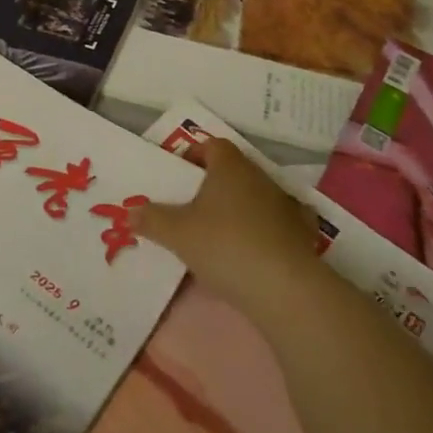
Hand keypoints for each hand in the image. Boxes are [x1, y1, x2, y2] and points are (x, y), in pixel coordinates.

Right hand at [133, 139, 324, 323]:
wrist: (284, 288)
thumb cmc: (225, 245)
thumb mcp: (177, 233)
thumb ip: (152, 219)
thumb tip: (130, 211)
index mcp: (230, 166)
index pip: (212, 145)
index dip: (194, 155)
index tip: (179, 176)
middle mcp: (259, 176)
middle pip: (233, 170)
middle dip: (213, 184)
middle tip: (191, 206)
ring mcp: (285, 204)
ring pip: (255, 195)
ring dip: (239, 207)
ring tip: (218, 233)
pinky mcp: (301, 232)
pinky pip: (277, 223)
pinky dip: (265, 230)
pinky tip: (253, 250)